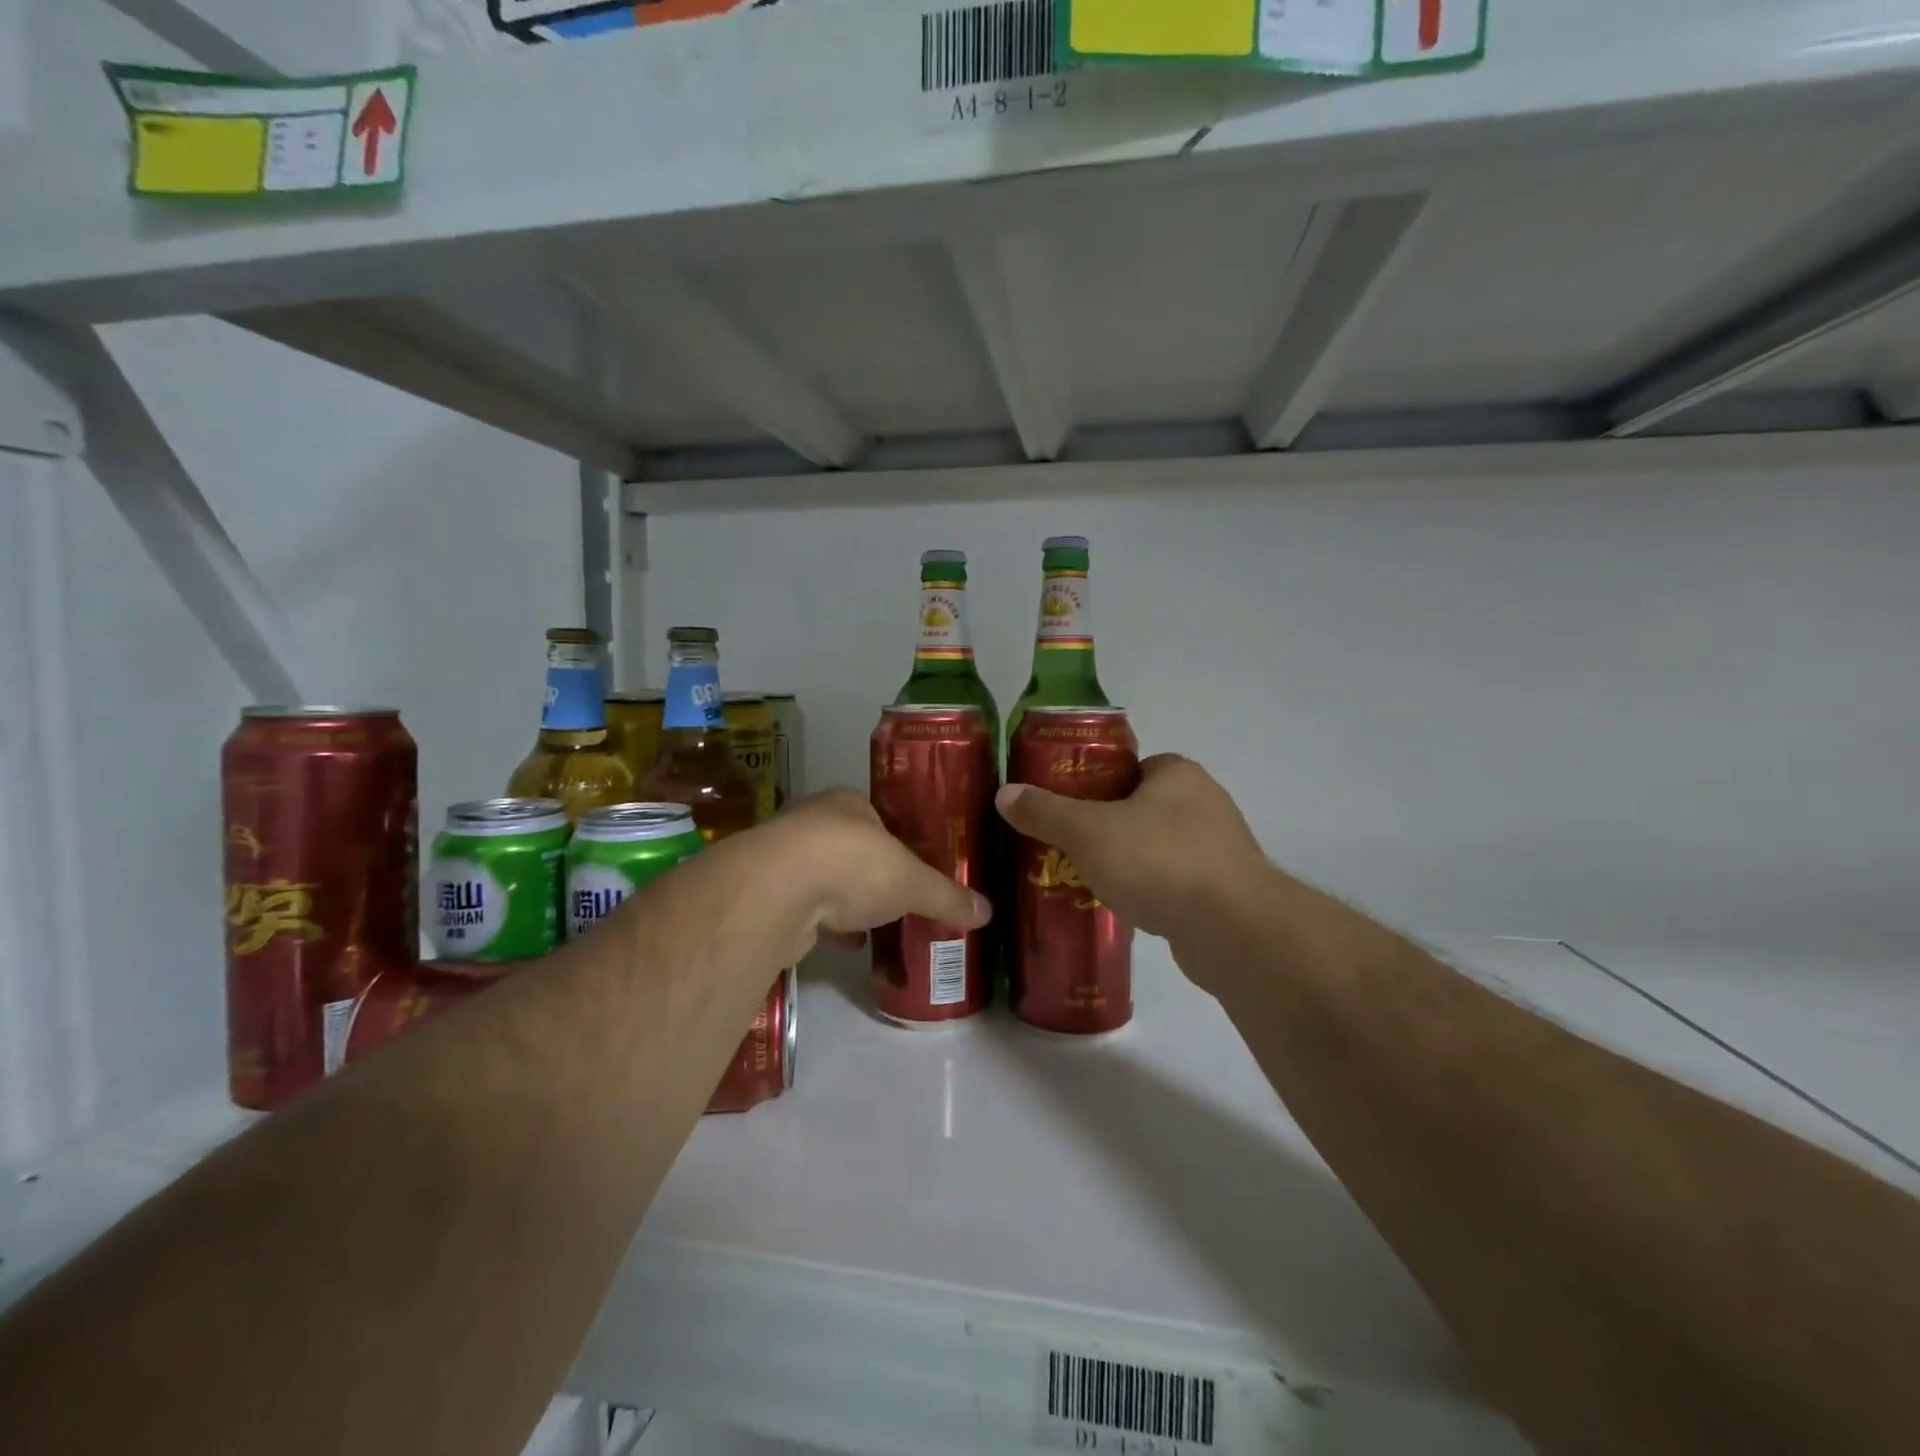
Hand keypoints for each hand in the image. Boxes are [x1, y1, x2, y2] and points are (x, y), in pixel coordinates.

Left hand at [756, 789, 991, 961]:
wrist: (776, 892)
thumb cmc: (852, 864)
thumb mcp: (912, 881)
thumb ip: (947, 896)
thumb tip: (988, 913)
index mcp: (848, 803)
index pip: (880, 817)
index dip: (900, 840)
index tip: (917, 865)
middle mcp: (814, 822)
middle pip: (852, 848)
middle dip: (873, 873)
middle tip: (901, 897)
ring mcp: (786, 858)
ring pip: (826, 878)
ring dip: (848, 900)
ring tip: (879, 922)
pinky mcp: (768, 895)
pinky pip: (808, 908)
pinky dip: (828, 924)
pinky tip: (849, 943)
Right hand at [995, 755, 1267, 942]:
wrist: (1232, 929)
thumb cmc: (1158, 861)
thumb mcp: (1088, 831)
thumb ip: (1045, 811)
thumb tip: (1004, 793)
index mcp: (1177, 773)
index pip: (1127, 768)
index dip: (1092, 786)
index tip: (1064, 811)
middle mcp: (1204, 802)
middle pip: (1139, 808)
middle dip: (1104, 828)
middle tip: (1067, 848)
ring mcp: (1219, 848)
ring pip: (1157, 847)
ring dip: (1128, 862)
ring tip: (1088, 881)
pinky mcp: (1225, 890)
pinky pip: (1174, 882)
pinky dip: (1151, 891)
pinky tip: (1126, 909)